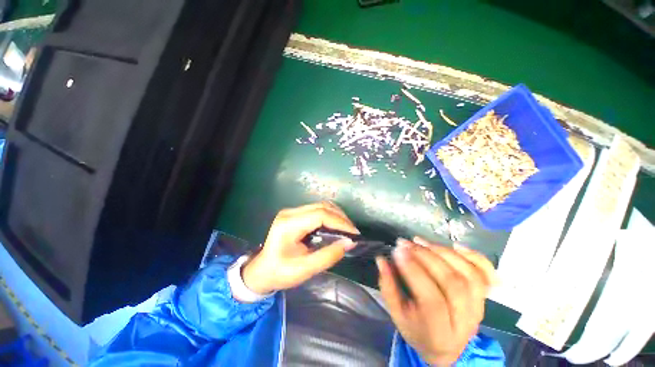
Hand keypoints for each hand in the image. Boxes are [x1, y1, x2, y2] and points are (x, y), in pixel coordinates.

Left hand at [241, 202, 358, 295]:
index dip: (340, 222)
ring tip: (347, 230)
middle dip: (341, 218)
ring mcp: (292, 211)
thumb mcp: (304, 270)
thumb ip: (328, 256)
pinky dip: (330, 217)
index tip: (354, 234)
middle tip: (352, 232)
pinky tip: (336, 227)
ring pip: (321, 206)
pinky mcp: (296, 214)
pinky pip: (318, 210)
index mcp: (289, 224)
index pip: (320, 215)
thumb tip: (349, 243)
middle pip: (322, 206)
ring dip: (337, 216)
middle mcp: (290, 212)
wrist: (261, 271)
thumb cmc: (280, 273)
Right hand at [377, 237, 497, 365]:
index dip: (414, 271)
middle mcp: (465, 321)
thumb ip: (388, 286)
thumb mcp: (396, 313)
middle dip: (426, 257)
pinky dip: (474, 256)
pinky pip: (486, 274)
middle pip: (452, 283)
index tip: (397, 250)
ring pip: (469, 275)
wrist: (446, 347)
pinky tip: (455, 246)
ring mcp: (479, 308)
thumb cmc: (417, 329)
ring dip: (443, 252)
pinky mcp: (484, 297)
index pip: (431, 299)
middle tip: (405, 243)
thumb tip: (381, 259)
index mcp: (439, 331)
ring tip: (421, 241)